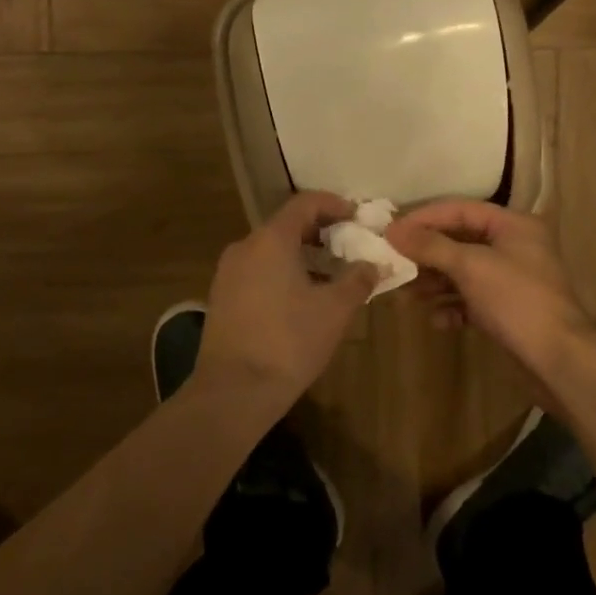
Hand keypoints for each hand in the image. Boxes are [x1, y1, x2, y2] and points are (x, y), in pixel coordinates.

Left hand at [195, 192, 378, 406]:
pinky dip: (282, 272)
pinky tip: (301, 299)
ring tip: (330, 276)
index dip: (334, 204)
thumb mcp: (335, 310)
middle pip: (286, 225)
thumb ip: (357, 280)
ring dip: (302, 255)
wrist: (234, 391)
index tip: (357, 216)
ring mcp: (228, 272)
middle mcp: (245, 246)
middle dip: (320, 232)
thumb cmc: (289, 342)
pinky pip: (258, 270)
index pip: (305, 203)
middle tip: (348, 247)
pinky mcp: (221, 297)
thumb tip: (373, 265)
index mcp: (271, 239)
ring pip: (271, 250)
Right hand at [385, 201, 593, 374]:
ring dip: (435, 283)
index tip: (391, 231)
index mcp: (514, 225)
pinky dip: (453, 307)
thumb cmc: (516, 300)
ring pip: (463, 272)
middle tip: (394, 265)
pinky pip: (472, 299)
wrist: (558, 359)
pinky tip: (439, 321)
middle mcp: (515, 246)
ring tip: (408, 296)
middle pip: (460, 241)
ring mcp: (512, 280)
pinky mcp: (507, 310)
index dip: (424, 218)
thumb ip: (430, 246)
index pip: (460, 209)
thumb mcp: (470, 266)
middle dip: (427, 255)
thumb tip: (393, 229)